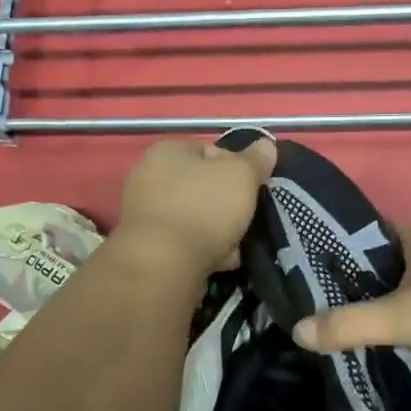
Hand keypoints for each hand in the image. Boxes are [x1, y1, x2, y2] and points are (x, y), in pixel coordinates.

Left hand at [116, 135, 277, 279]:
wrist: (164, 264)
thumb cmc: (204, 208)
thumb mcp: (241, 175)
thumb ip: (256, 160)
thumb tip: (266, 145)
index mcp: (167, 151)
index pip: (210, 150)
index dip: (237, 167)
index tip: (253, 187)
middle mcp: (149, 177)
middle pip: (203, 186)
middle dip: (228, 203)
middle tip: (247, 218)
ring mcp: (145, 214)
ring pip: (196, 217)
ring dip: (219, 230)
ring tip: (236, 245)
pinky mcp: (148, 246)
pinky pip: (185, 242)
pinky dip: (203, 250)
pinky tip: (220, 261)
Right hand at [291, 224, 410, 370]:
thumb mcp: (401, 319)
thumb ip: (350, 325)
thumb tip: (297, 331)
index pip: (370, 231)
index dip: (344, 250)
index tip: (319, 274)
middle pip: (396, 256)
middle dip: (371, 277)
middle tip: (339, 305)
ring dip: (402, 295)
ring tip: (373, 322)